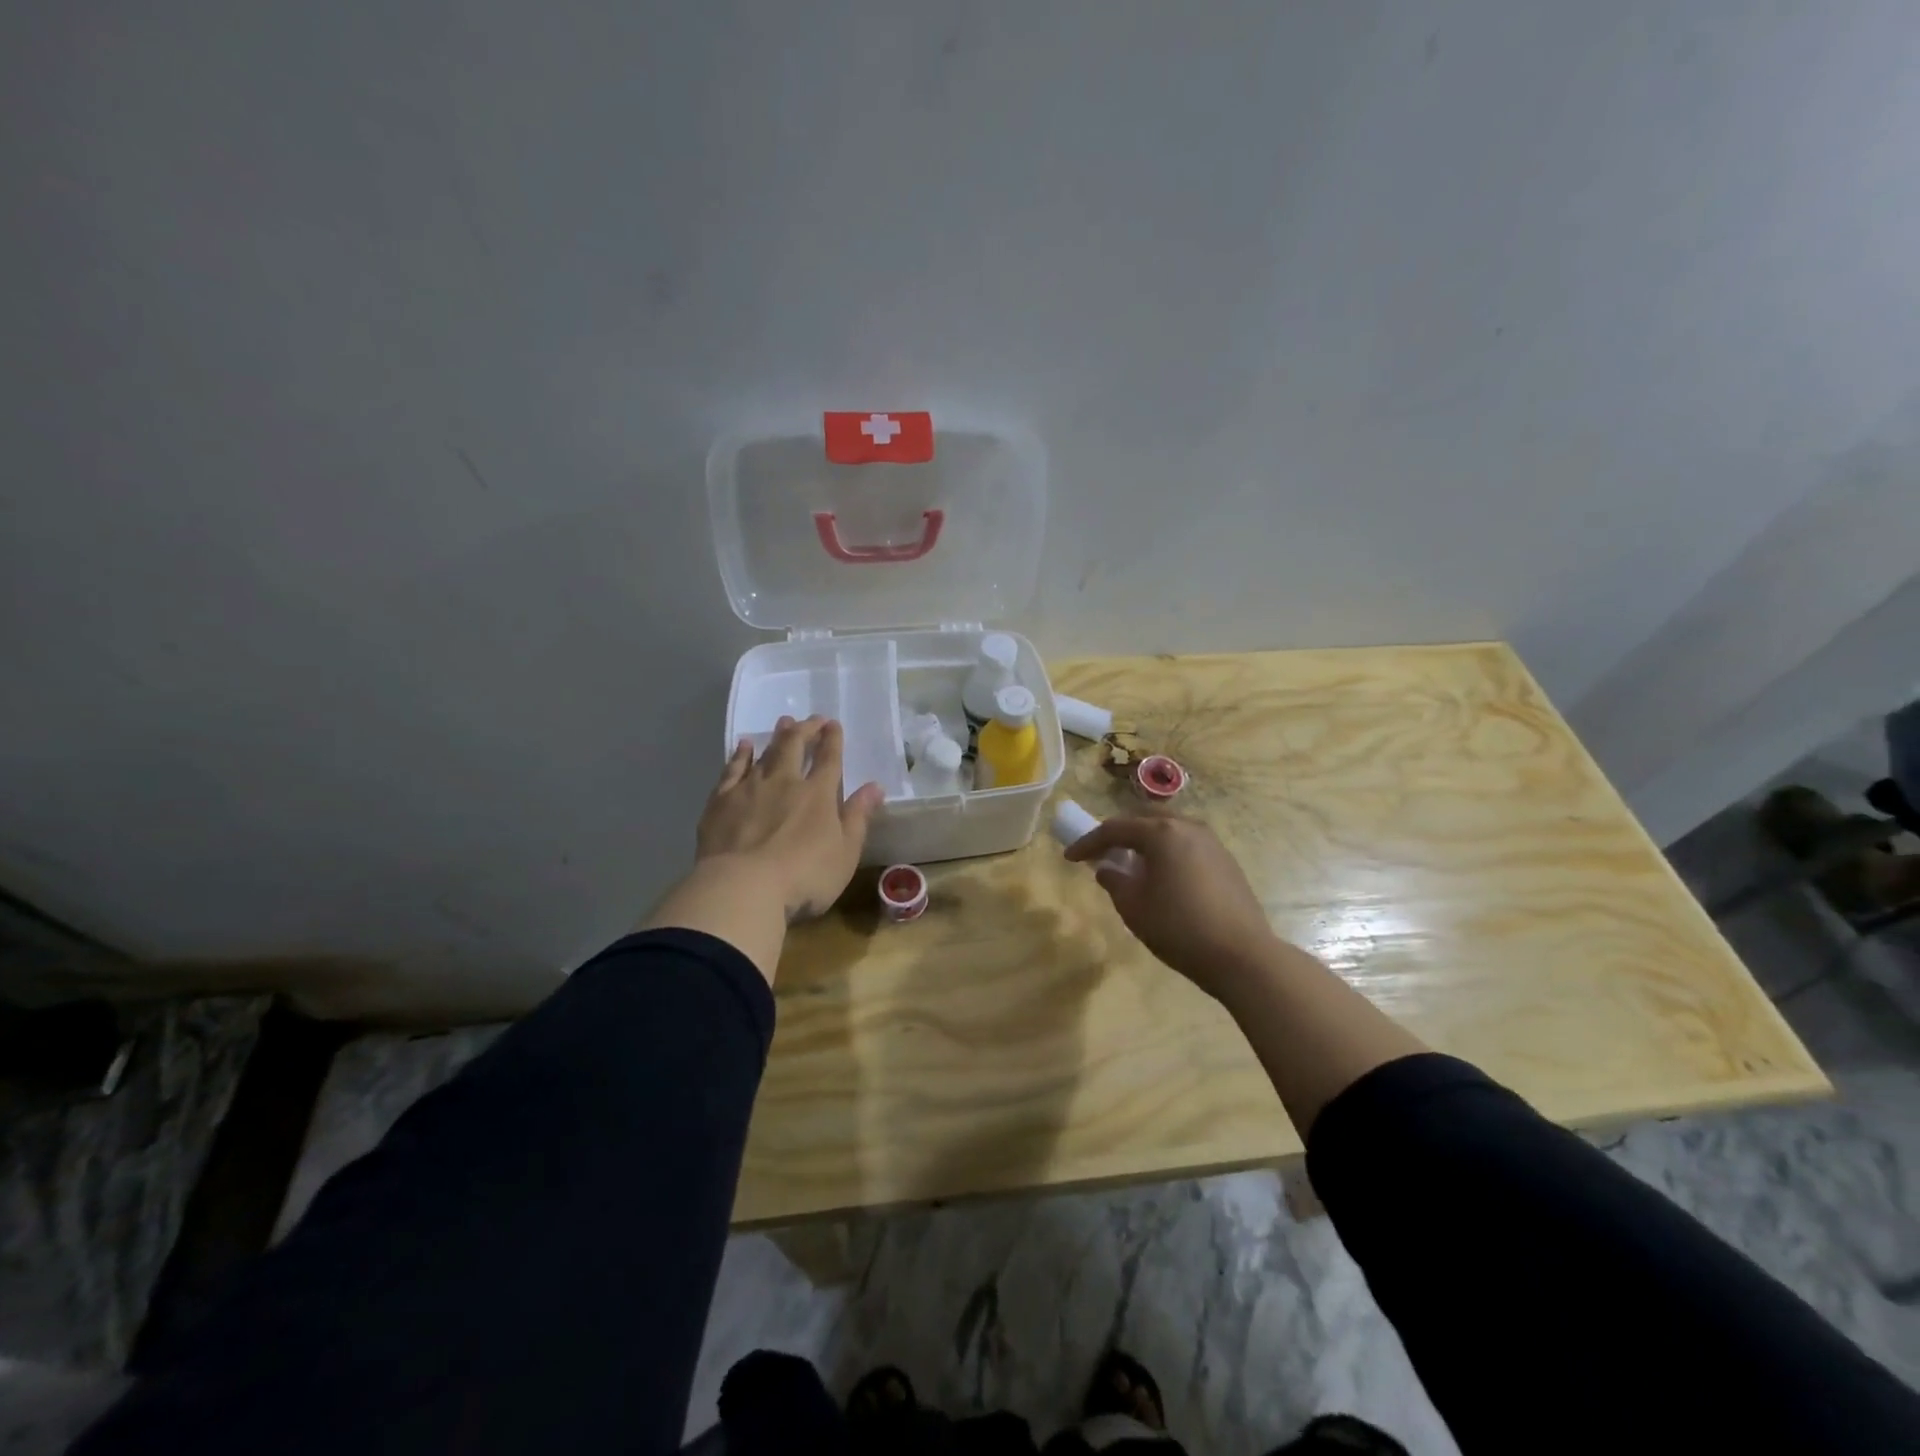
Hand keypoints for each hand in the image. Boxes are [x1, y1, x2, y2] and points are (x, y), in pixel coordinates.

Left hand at [699, 715, 883, 920]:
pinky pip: (732, 769)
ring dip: (776, 736)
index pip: (829, 759)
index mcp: (818, 794)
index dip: (832, 739)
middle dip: (806, 730)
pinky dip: (740, 755)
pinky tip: (743, 746)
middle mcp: (785, 782)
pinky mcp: (721, 801)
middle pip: (795, 746)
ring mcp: (750, 788)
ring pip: (765, 753)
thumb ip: (858, 817)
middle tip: (812, 719)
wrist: (742, 887)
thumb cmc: (804, 877)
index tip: (833, 725)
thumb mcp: (845, 853)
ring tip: (784, 722)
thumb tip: (875, 787)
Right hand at [1065, 814, 1281, 1000]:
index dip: (1088, 842)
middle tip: (1103, 853)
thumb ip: (1114, 882)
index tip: (1069, 857)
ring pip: (1169, 830)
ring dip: (1146, 842)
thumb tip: (1108, 869)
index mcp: (1161, 833)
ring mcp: (1211, 842)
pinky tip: (1163, 877)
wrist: (1242, 956)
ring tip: (1133, 865)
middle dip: (1120, 834)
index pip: (1114, 829)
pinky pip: (1187, 845)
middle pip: (1144, 819)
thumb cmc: (1179, 928)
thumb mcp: (1134, 908)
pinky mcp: (1226, 861)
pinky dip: (1168, 852)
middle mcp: (1187, 827)